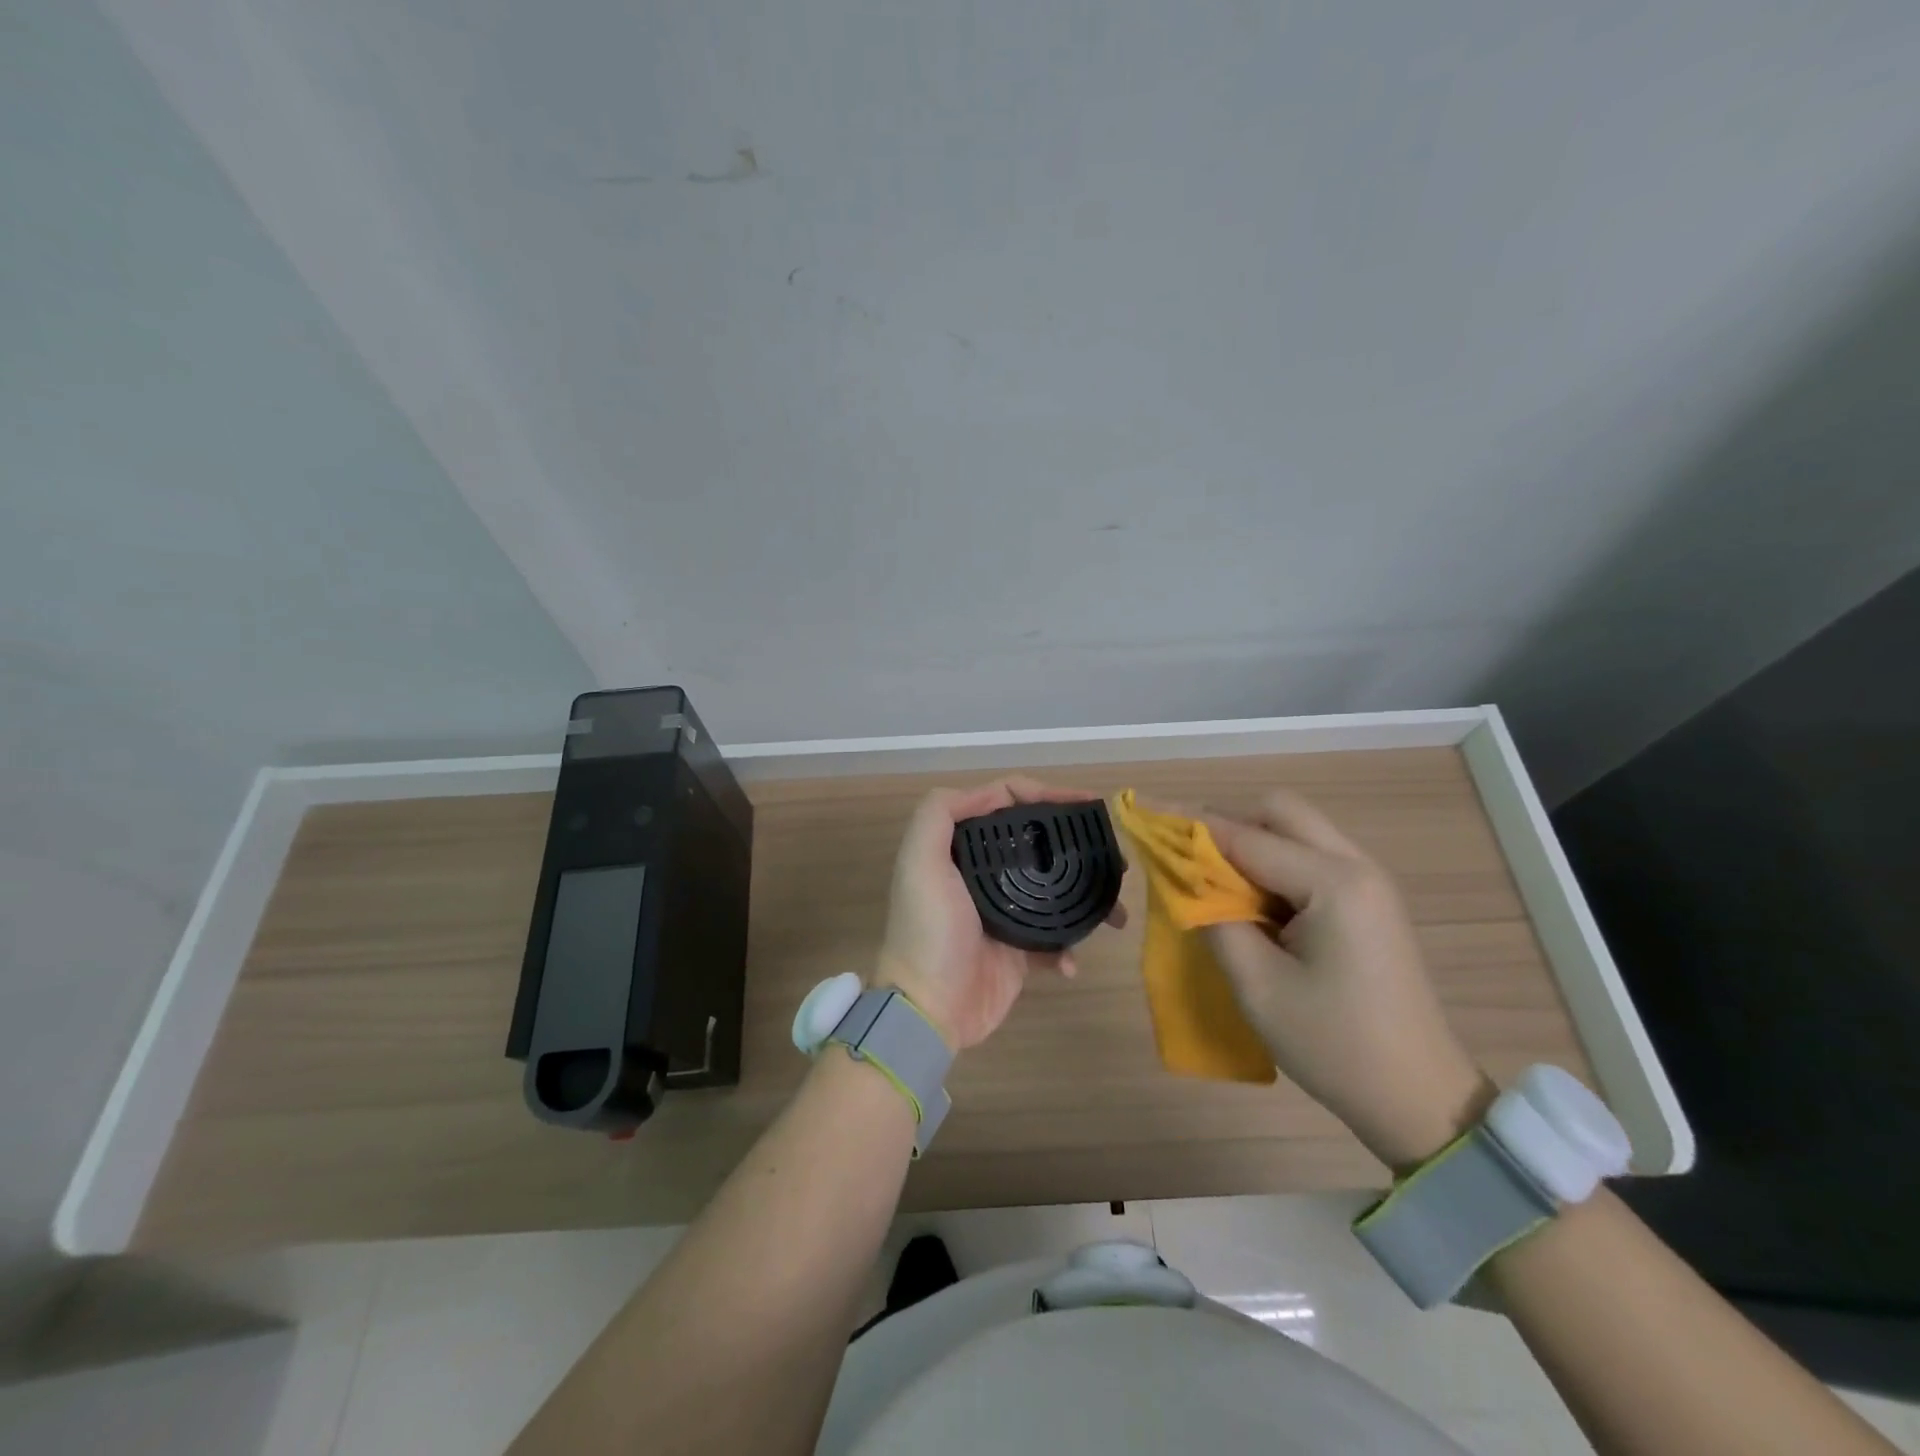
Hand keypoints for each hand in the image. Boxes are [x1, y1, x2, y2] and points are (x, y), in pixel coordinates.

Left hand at [876, 777, 1125, 1051]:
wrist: (929, 1010)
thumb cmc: (928, 930)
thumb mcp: (920, 860)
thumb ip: (941, 812)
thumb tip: (997, 792)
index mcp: (960, 849)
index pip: (1006, 805)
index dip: (1044, 795)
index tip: (1084, 804)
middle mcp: (982, 874)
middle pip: (1037, 845)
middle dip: (1077, 845)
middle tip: (1114, 854)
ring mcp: (1004, 912)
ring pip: (1054, 890)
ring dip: (1087, 895)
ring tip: (1116, 909)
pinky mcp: (1019, 950)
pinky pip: (1055, 938)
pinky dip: (1069, 945)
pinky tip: (1072, 958)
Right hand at [1200, 790, 1492, 1168]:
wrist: (1419, 1098)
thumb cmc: (1334, 1045)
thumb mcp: (1257, 985)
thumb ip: (1214, 919)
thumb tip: (1186, 880)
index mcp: (1334, 883)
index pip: (1246, 837)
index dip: (1190, 826)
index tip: (1145, 814)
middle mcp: (1357, 866)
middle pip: (1280, 812)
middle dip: (1229, 824)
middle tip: (1192, 861)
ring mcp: (1369, 882)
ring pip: (1297, 830)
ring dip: (1252, 843)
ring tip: (1217, 884)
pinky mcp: (1369, 902)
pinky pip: (1311, 858)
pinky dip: (1274, 864)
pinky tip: (1255, 904)